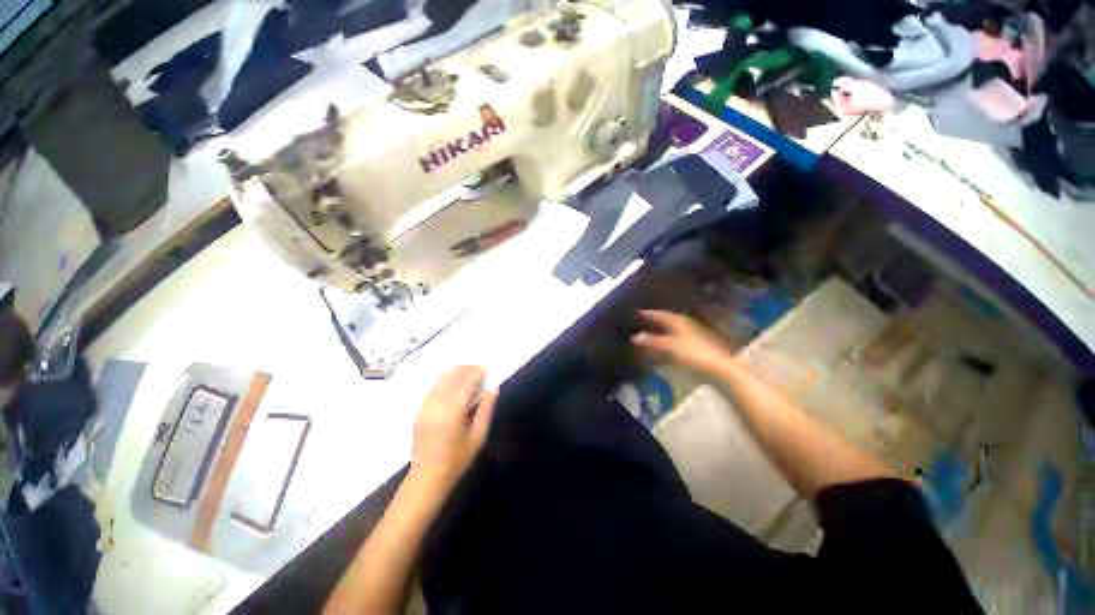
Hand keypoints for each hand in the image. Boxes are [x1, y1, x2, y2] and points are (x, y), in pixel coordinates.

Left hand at [412, 365, 496, 488]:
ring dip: (452, 372)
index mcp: (454, 411)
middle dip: (465, 369)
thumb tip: (493, 389)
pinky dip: (440, 380)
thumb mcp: (478, 436)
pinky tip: (446, 377)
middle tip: (476, 366)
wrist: (427, 477)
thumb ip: (486, 410)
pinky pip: (430, 389)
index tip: (484, 367)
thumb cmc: (457, 459)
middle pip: (452, 378)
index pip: (466, 383)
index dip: (476, 373)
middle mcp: (438, 405)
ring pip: (439, 381)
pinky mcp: (419, 411)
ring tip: (463, 367)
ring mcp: (426, 407)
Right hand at [633, 310, 734, 374]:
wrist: (717, 366)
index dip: (649, 314)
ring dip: (658, 336)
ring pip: (669, 333)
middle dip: (653, 324)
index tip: (637, 313)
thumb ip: (652, 341)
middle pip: (665, 322)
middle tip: (639, 324)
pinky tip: (659, 351)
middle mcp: (684, 325)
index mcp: (678, 321)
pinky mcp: (693, 348)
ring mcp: (690, 336)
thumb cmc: (693, 351)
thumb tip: (635, 337)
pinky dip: (664, 346)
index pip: (660, 314)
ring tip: (646, 338)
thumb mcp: (669, 345)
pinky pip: (673, 344)